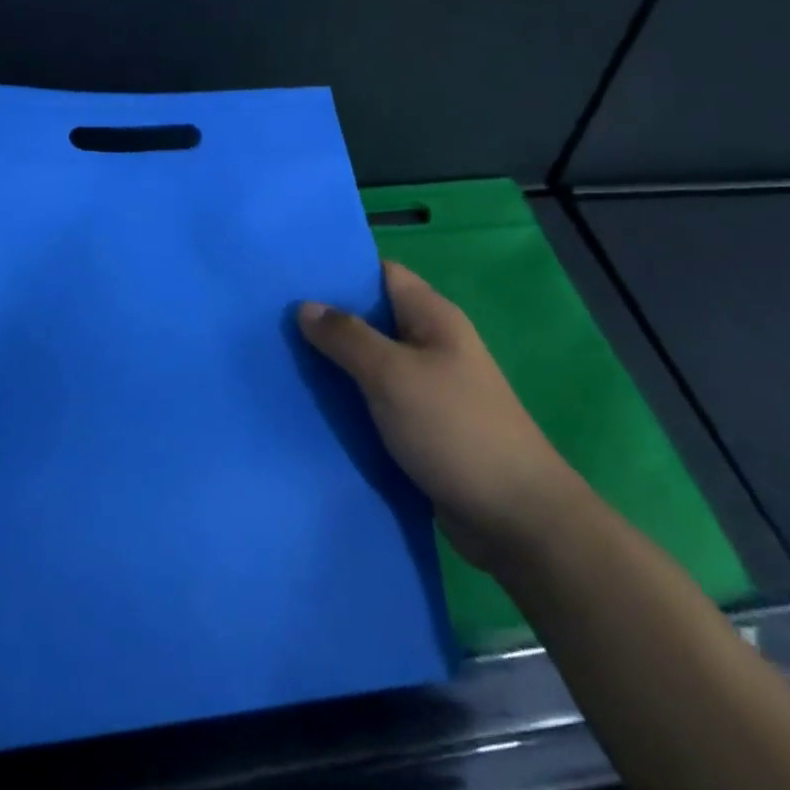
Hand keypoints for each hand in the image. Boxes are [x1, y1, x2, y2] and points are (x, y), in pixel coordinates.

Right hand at [298, 262, 572, 572]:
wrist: (513, 518)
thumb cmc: (453, 428)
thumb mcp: (393, 374)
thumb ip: (347, 337)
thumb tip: (306, 306)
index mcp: (432, 316)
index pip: (382, 273)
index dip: (342, 271)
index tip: (294, 276)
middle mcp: (431, 343)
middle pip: (373, 318)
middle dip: (329, 320)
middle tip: (275, 322)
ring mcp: (428, 387)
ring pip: (372, 363)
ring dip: (336, 365)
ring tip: (282, 361)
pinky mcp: (423, 426)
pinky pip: (378, 400)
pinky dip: (350, 401)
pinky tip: (313, 407)